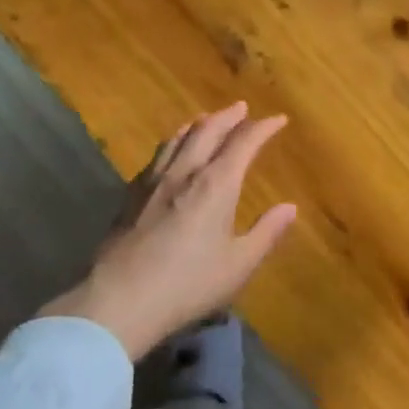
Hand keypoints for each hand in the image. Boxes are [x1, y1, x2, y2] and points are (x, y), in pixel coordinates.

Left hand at [42, 102, 297, 358]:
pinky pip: (156, 156)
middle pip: (207, 130)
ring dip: (197, 124)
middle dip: (228, 116)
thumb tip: (290, 207)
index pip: (244, 142)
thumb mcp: (238, 265)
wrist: (119, 301)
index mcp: (216, 184)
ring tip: (205, 120)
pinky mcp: (130, 196)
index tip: (278, 119)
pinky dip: (171, 144)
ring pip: (177, 138)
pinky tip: (169, 154)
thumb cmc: (187, 285)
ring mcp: (153, 181)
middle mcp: (185, 172)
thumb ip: (266, 233)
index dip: (263, 128)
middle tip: (241, 108)